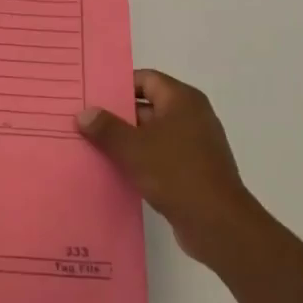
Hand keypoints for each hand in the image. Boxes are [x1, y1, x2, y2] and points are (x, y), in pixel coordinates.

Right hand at [77, 70, 263, 265]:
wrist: (218, 224)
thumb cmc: (176, 173)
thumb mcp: (133, 148)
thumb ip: (106, 128)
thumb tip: (84, 113)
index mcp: (182, 100)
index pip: (146, 79)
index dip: (118, 85)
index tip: (92, 95)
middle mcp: (192, 116)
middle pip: (148, 106)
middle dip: (117, 115)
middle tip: (84, 121)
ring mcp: (195, 144)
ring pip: (152, 134)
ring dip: (126, 140)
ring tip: (92, 146)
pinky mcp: (193, 170)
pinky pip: (160, 156)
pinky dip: (140, 160)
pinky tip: (115, 170)